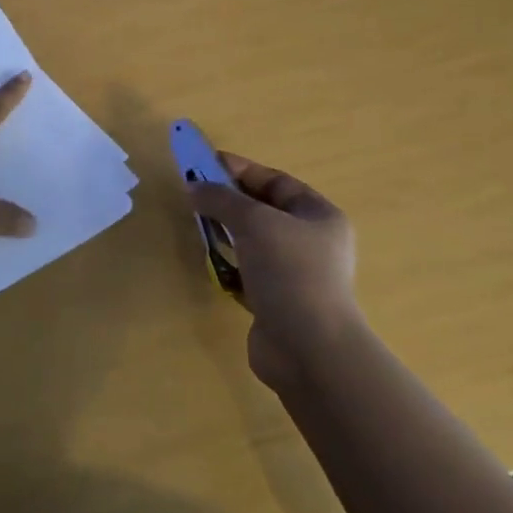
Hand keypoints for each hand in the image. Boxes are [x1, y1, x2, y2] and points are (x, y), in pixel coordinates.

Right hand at [188, 154, 358, 393]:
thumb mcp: (254, 222)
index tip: (204, 164)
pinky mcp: (277, 300)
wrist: (308, 348)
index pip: (276, 181)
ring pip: (253, 241)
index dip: (240, 170)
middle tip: (195, 194)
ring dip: (226, 232)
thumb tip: (193, 188)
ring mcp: (295, 274)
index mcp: (319, 216)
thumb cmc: (289, 272)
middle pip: (264, 210)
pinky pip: (247, 270)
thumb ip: (222, 200)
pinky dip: (228, 263)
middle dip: (229, 201)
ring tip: (198, 225)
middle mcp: (312, 242)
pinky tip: (210, 262)